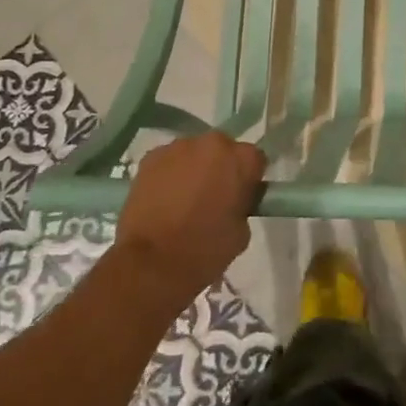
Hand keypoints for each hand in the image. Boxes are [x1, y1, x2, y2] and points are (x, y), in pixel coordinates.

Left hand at [112, 132, 265, 308]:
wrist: (152, 262)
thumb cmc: (205, 249)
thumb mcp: (242, 231)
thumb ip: (242, 204)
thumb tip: (232, 200)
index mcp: (242, 158)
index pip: (255, 160)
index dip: (249, 179)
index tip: (241, 197)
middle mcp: (213, 143)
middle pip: (223, 150)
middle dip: (220, 168)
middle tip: (213, 197)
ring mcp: (178, 147)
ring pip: (193, 154)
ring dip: (193, 169)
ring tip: (183, 200)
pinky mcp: (150, 157)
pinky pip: (168, 162)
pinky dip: (169, 175)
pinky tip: (163, 200)